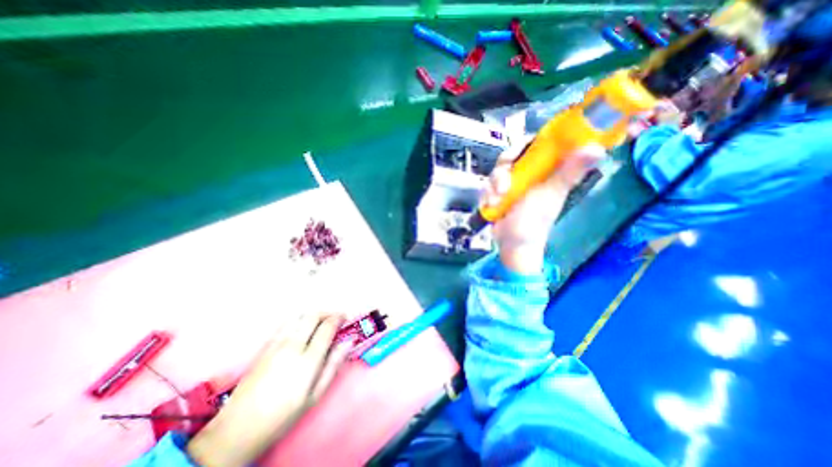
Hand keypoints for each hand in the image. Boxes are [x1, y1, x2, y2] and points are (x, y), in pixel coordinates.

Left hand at [188, 314, 350, 466]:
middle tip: (335, 318)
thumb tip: (348, 342)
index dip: (339, 318)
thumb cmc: (282, 416)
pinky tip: (302, 328)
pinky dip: (299, 319)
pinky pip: (285, 323)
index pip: (327, 327)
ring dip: (313, 314)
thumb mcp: (315, 396)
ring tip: (320, 321)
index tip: (346, 318)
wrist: (237, 429)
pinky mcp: (265, 346)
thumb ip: (333, 365)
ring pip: (299, 316)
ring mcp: (276, 344)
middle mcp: (292, 346)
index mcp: (307, 360)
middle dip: (327, 312)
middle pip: (313, 316)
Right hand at [482, 137, 605, 272]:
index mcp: (546, 170)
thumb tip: (596, 149)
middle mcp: (529, 174)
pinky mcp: (498, 193)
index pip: (539, 144)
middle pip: (512, 155)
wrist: (512, 245)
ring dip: (494, 184)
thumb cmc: (534, 223)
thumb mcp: (550, 195)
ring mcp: (512, 184)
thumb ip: (568, 173)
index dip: (530, 141)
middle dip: (503, 167)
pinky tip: (491, 204)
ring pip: (497, 170)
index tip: (520, 149)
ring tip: (497, 199)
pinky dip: (487, 194)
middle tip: (503, 182)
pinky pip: (488, 184)